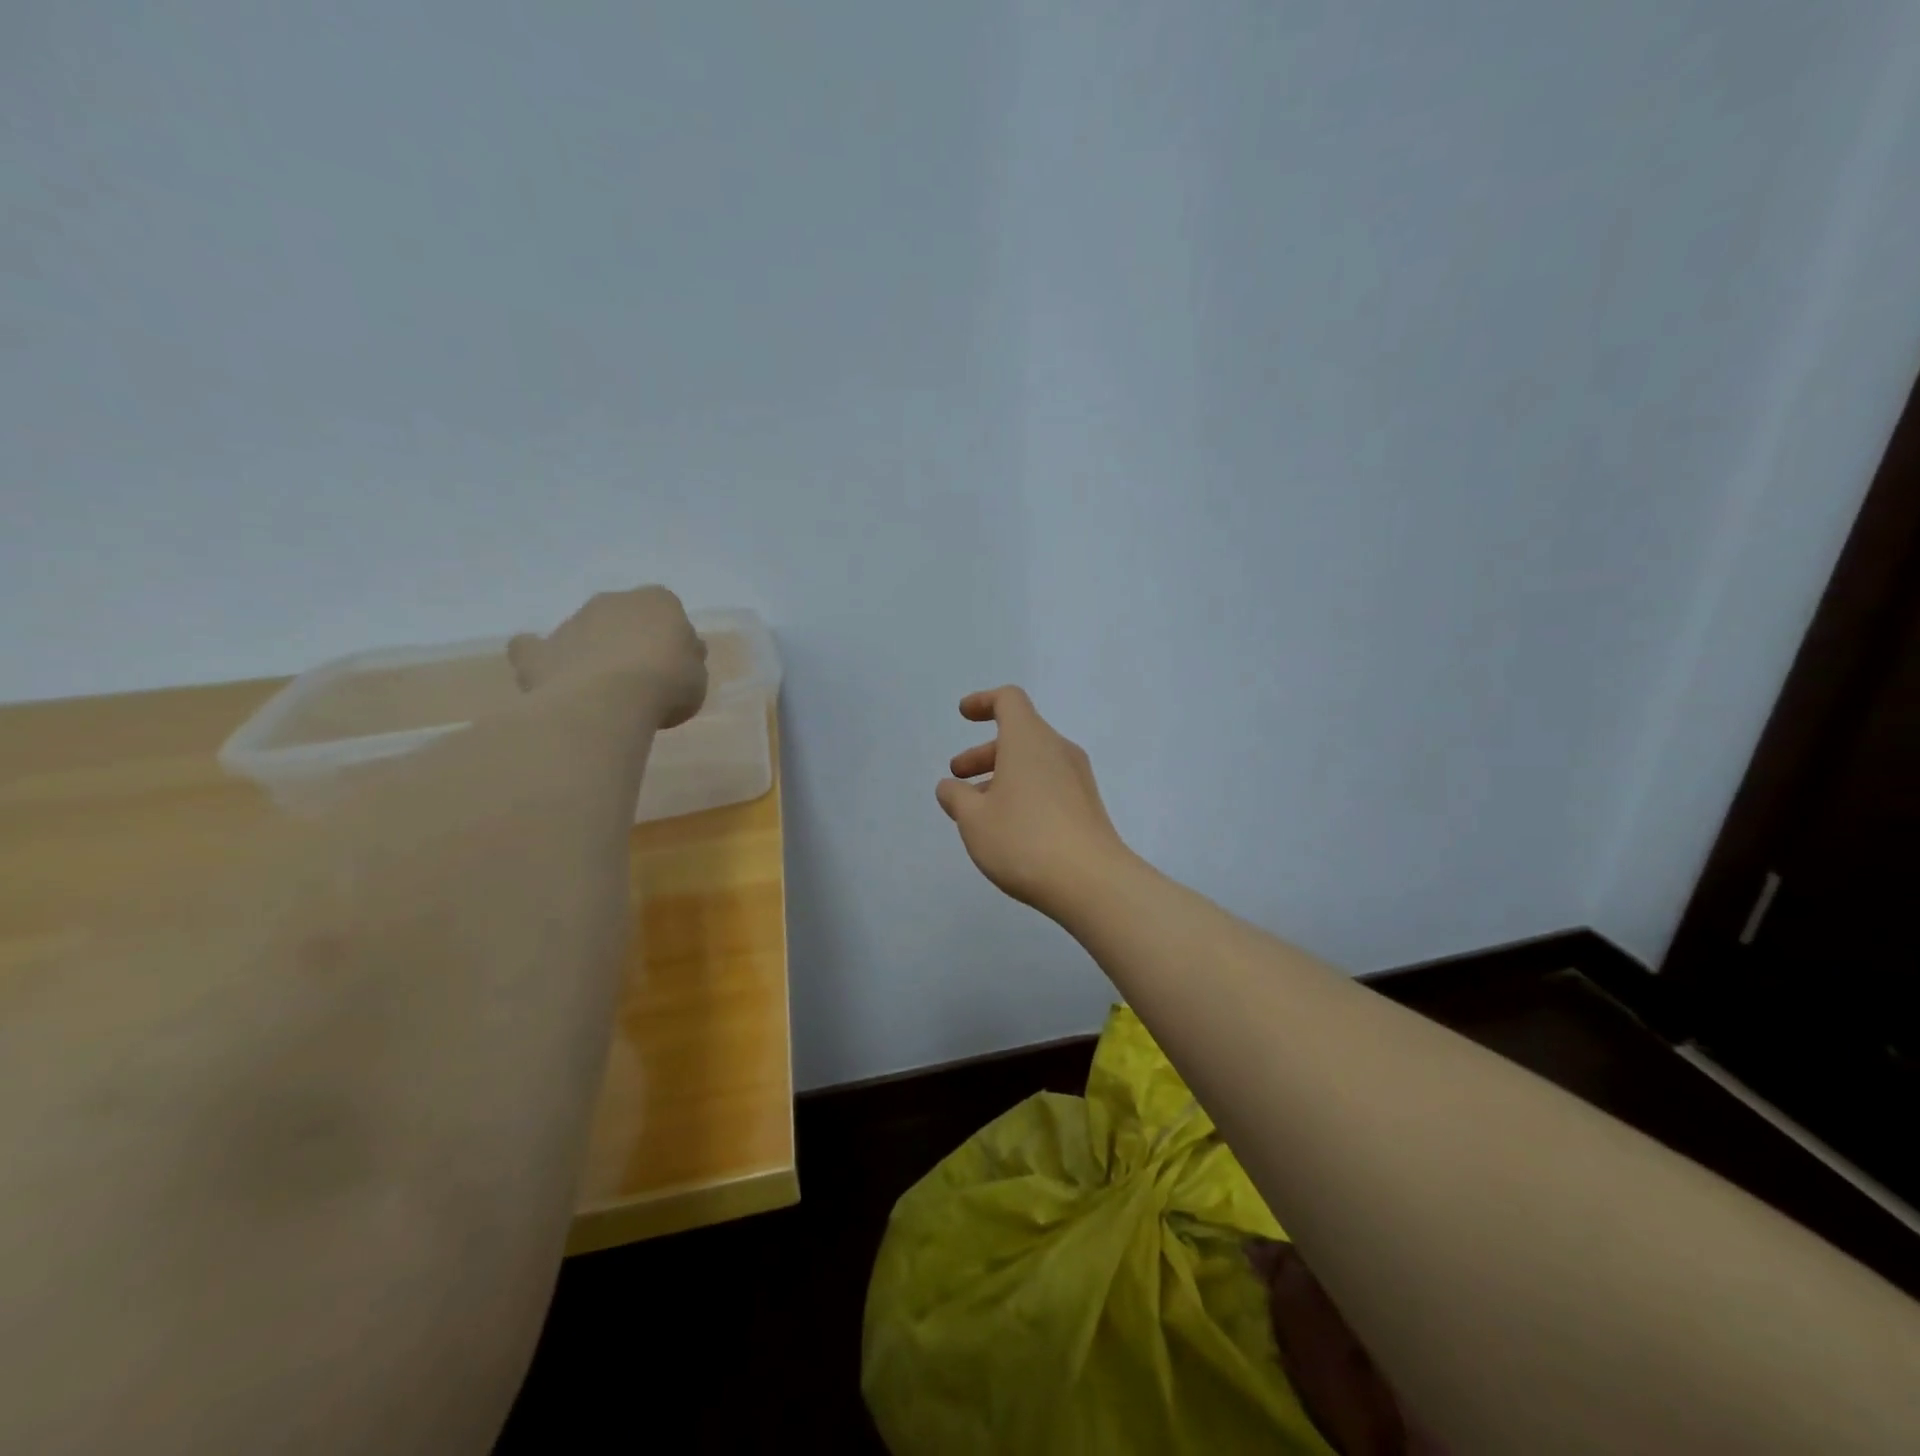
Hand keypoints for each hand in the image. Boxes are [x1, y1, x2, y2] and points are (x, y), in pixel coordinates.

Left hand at [508, 586, 707, 727]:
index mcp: (658, 601)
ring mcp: (572, 622)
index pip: (668, 611)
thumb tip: (683, 654)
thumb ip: (689, 661)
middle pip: (623, 617)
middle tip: (639, 677)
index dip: (671, 639)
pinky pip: (535, 649)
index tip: (675, 666)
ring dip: (592, 651)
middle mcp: (612, 601)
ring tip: (601, 690)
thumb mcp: (697, 677)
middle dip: (628, 639)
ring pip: (584, 631)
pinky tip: (552, 677)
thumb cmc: (666, 684)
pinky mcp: (540, 650)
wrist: (609, 700)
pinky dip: (542, 659)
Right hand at [936, 687, 1133, 917]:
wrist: (1091, 881)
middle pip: (1019, 734)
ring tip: (977, 809)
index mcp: (1029, 740)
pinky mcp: (1087, 806)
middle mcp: (1057, 750)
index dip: (983, 702)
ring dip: (1002, 776)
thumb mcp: (974, 819)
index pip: (1009, 700)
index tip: (964, 714)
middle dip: (984, 752)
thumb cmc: (1023, 839)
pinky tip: (1008, 826)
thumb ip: (957, 797)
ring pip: (1034, 763)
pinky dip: (1024, 792)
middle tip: (958, 775)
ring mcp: (1078, 778)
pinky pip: (1049, 784)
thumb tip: (950, 787)